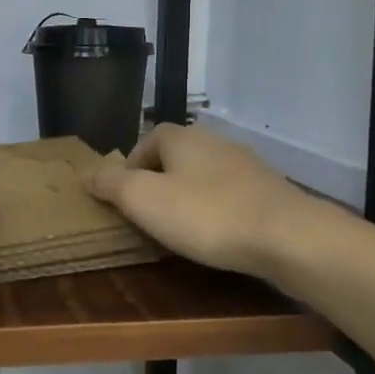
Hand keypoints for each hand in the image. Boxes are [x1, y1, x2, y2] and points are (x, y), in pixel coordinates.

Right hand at [89, 123, 313, 278]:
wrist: (287, 236)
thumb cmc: (205, 214)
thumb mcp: (144, 200)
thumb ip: (111, 184)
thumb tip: (86, 172)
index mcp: (181, 137)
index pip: (146, 140)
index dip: (131, 167)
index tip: (124, 199)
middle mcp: (214, 141)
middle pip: (176, 157)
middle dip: (159, 182)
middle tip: (149, 216)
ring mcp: (246, 164)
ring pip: (204, 176)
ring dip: (189, 197)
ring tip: (182, 230)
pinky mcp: (270, 190)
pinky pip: (231, 195)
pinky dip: (218, 210)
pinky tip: (219, 235)